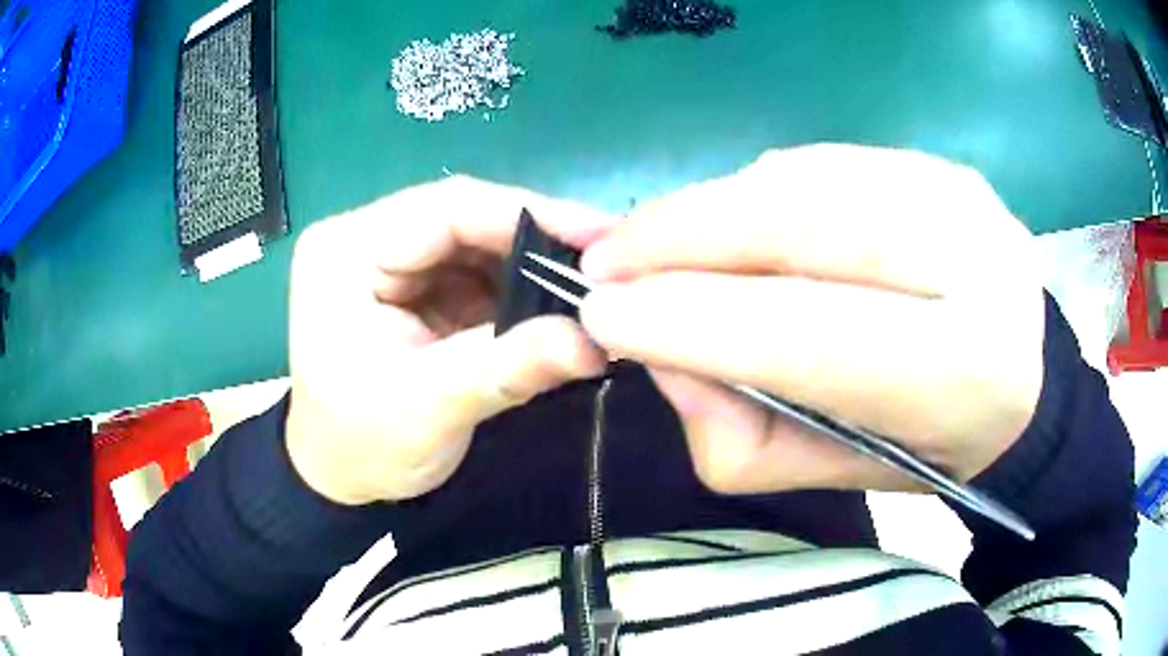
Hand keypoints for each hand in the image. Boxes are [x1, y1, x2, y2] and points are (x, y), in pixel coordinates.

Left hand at [286, 177, 611, 504]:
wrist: (337, 476)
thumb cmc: (361, 445)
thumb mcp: (429, 408)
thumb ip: (508, 367)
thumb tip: (594, 341)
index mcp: (347, 251)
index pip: (446, 208)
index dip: (528, 213)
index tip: (599, 236)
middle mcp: (364, 238)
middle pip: (464, 218)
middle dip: (536, 241)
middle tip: (606, 264)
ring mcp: (389, 259)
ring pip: (476, 242)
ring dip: (531, 265)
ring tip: (589, 286)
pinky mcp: (413, 285)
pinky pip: (475, 272)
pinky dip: (517, 288)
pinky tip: (554, 304)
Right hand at [578, 144, 1045, 493]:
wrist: (1025, 384)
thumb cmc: (931, 448)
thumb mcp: (831, 473)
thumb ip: (737, 433)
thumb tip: (658, 348)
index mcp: (961, 371)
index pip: (808, 333)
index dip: (692, 319)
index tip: (599, 312)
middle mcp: (974, 262)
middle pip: (800, 224)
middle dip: (682, 237)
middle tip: (607, 259)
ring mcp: (961, 195)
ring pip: (801, 180)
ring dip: (713, 209)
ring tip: (660, 241)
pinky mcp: (942, 165)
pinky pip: (824, 163)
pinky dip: (760, 190)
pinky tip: (740, 221)